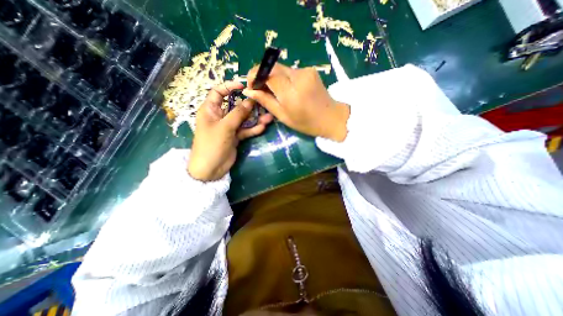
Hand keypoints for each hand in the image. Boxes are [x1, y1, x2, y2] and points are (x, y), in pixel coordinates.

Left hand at [187, 81, 273, 180]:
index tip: (243, 86)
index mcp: (210, 109)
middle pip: (235, 106)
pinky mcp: (235, 136)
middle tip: (263, 103)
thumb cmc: (212, 144)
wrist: (211, 168)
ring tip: (268, 117)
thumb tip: (250, 100)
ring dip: (255, 118)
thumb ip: (238, 113)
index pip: (218, 92)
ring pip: (243, 119)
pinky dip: (253, 129)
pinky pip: (246, 130)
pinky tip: (263, 127)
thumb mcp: (225, 127)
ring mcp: (229, 127)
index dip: (229, 86)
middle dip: (249, 105)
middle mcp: (220, 116)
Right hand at [245, 63, 349, 141]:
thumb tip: (249, 91)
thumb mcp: (283, 116)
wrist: (331, 118)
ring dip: (274, 78)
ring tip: (274, 92)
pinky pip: (291, 71)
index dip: (255, 76)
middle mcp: (298, 76)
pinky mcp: (310, 70)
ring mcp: (306, 71)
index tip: (251, 86)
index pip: (267, 72)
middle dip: (262, 75)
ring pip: (281, 69)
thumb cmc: (306, 123)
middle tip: (260, 89)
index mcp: (291, 92)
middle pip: (273, 67)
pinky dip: (284, 78)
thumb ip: (266, 101)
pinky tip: (287, 89)